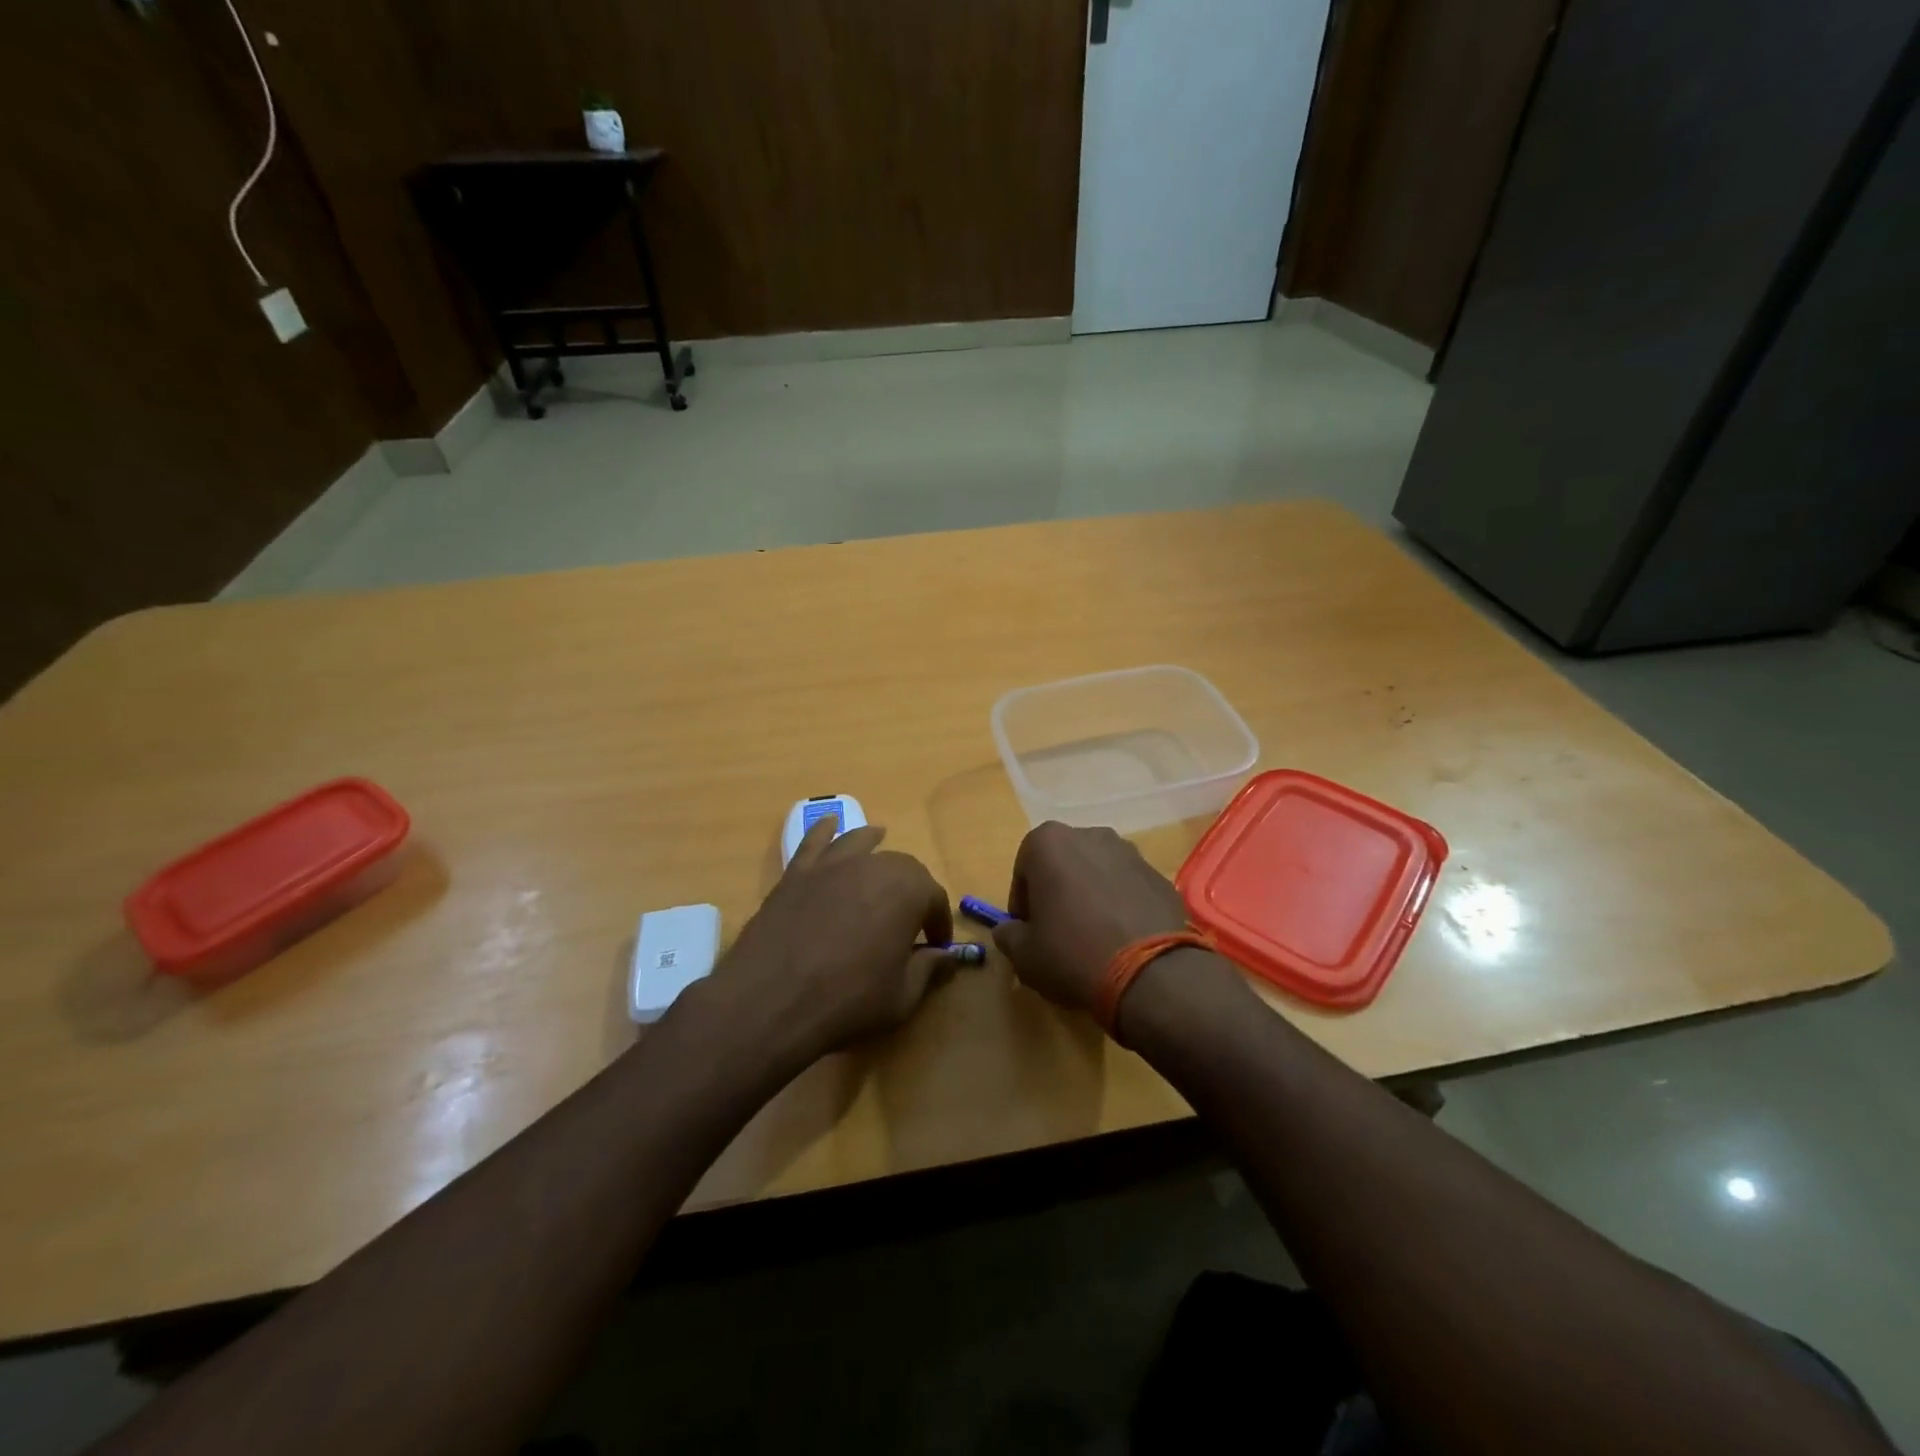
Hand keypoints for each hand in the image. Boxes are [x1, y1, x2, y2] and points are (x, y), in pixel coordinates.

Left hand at [695, 817, 954, 1064]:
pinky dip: (824, 831)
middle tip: (910, 920)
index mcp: (907, 891)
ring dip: (874, 845)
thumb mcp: (901, 996)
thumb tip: (947, 957)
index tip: (937, 947)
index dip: (939, 923)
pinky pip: (814, 842)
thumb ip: (929, 969)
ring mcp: (831, 865)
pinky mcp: (796, 874)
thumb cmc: (847, 1000)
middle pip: (902, 867)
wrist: (770, 1001)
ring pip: (860, 844)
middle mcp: (873, 866)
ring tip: (880, 839)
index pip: (934, 899)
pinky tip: (829, 824)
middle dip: (912, 890)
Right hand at [991, 822, 1188, 1012]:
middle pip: (1063, 865)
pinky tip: (1122, 940)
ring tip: (1093, 937)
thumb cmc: (1072, 953)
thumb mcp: (1024, 954)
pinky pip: (1128, 888)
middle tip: (1057, 933)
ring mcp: (1130, 853)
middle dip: (1057, 892)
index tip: (1028, 931)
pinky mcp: (1159, 876)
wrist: (1149, 973)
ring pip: (1097, 873)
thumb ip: (1008, 935)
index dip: (1022, 903)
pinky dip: (1121, 906)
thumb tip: (1009, 930)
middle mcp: (1090, 835)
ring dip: (1091, 896)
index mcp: (1049, 842)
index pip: (1023, 870)